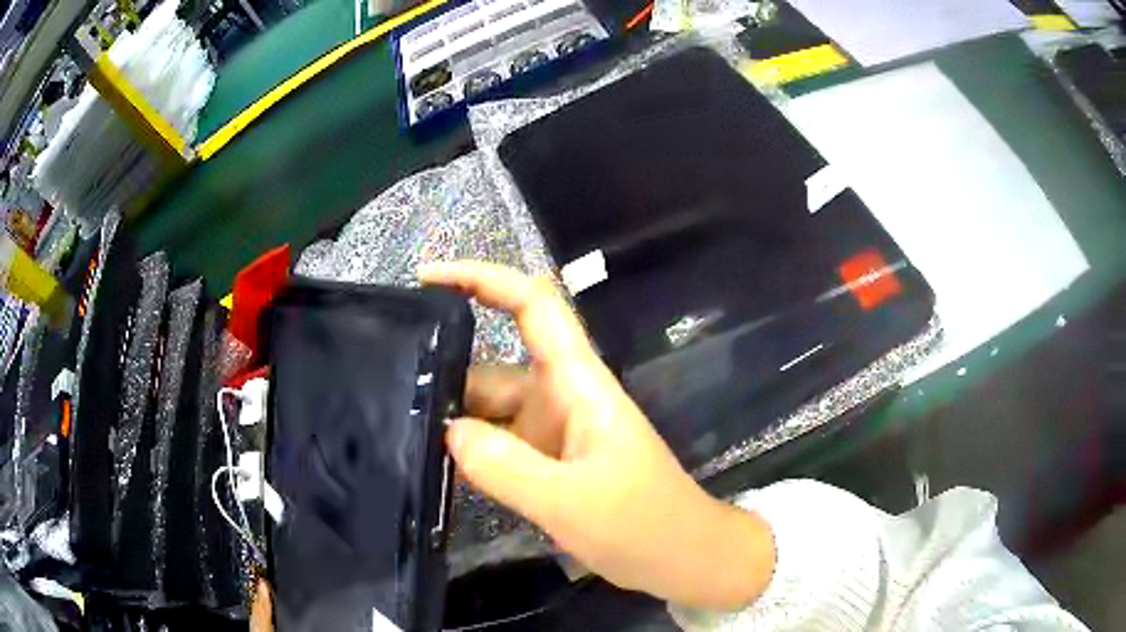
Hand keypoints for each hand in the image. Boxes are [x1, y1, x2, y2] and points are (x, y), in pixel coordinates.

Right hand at [419, 261, 774, 609]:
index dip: (482, 279)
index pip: (533, 305)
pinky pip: (500, 444)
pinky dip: (470, 450)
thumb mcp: (570, 501)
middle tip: (384, 387)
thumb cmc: (642, 524)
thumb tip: (447, 431)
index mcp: (578, 383)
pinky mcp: (549, 462)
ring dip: (454, 418)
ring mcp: (554, 431)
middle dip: (446, 370)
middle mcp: (562, 396)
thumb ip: (505, 467)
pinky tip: (433, 463)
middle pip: (496, 365)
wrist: (682, 557)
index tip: (427, 278)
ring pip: (492, 409)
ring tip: (395, 429)